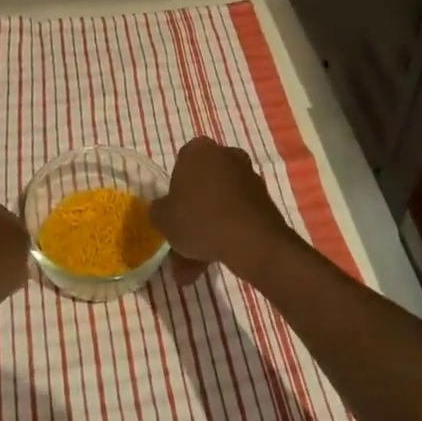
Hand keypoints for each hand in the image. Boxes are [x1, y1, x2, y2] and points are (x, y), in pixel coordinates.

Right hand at [150, 137, 298, 280]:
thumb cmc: (200, 219)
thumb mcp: (163, 218)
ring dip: (208, 232)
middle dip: (192, 219)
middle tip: (182, 249)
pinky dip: (227, 234)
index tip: (172, 215)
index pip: (180, 167)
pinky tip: (217, 261)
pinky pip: (237, 215)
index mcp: (198, 150)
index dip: (174, 193)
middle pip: (202, 189)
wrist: (251, 239)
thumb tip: (162, 211)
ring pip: (219, 205)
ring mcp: (247, 176)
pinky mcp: (263, 199)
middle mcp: (225, 155)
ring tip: (196, 270)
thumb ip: (158, 211)